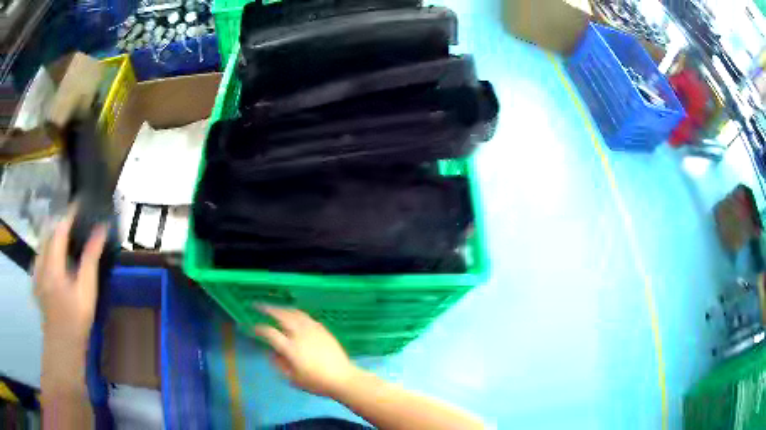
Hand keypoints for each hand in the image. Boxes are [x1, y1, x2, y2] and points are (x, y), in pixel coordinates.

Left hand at [34, 205, 107, 350]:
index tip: (80, 202)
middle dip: (60, 223)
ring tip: (65, 236)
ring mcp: (36, 271)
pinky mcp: (36, 280)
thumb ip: (91, 258)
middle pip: (49, 232)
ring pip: (43, 243)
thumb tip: (100, 229)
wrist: (62, 345)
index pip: (60, 228)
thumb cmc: (76, 319)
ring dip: (53, 235)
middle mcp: (41, 262)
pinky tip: (54, 257)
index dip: (70, 213)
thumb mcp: (87, 290)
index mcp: (53, 263)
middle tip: (74, 221)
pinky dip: (48, 248)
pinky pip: (40, 255)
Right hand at [254, 307, 358, 397]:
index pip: (270, 333)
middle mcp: (300, 334)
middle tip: (258, 306)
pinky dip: (295, 312)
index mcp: (291, 348)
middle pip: (281, 316)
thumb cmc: (316, 382)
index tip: (252, 327)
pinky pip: (306, 316)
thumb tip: (272, 353)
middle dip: (268, 309)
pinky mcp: (322, 329)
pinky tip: (293, 315)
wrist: (342, 378)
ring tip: (274, 308)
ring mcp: (313, 330)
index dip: (259, 328)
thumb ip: (279, 364)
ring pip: (294, 313)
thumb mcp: (292, 378)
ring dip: (281, 309)